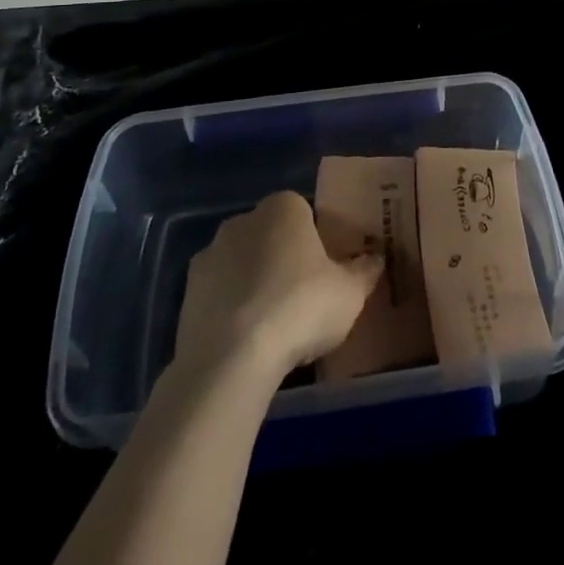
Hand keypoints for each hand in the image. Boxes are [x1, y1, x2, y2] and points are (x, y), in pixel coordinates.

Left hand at [173, 191, 383, 381]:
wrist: (232, 357)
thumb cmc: (300, 308)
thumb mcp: (349, 293)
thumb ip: (365, 271)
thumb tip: (376, 258)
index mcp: (284, 207)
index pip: (305, 213)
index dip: (317, 242)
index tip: (327, 272)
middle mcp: (243, 219)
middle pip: (271, 235)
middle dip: (284, 259)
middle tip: (303, 299)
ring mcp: (210, 254)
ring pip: (242, 264)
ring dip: (254, 284)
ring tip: (273, 326)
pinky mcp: (187, 291)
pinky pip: (219, 294)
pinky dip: (231, 309)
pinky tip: (246, 340)